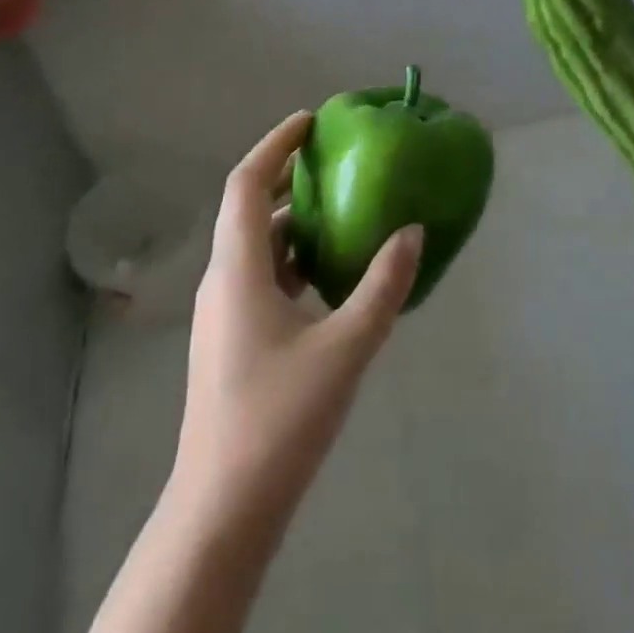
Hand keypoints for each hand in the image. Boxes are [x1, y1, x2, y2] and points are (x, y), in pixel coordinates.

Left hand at [169, 111, 423, 540]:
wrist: (222, 510)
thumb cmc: (279, 420)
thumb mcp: (345, 348)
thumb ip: (382, 287)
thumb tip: (411, 233)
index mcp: (238, 269)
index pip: (245, 182)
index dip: (274, 145)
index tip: (309, 122)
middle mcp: (222, 280)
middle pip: (248, 209)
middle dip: (286, 178)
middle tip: (332, 161)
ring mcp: (221, 313)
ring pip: (255, 247)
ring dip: (291, 222)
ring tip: (340, 211)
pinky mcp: (229, 340)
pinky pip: (259, 277)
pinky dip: (290, 260)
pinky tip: (327, 277)